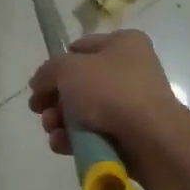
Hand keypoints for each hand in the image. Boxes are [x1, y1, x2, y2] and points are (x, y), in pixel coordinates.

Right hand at [27, 31, 186, 163]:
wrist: (150, 138)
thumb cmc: (110, 90)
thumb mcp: (68, 69)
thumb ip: (47, 72)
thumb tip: (39, 84)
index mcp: (124, 44)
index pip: (80, 48)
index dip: (57, 65)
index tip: (40, 84)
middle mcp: (130, 71)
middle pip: (79, 84)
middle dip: (54, 99)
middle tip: (39, 110)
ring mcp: (131, 105)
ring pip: (83, 111)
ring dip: (60, 121)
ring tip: (52, 129)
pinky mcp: (129, 134)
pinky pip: (93, 133)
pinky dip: (75, 139)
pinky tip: (62, 144)